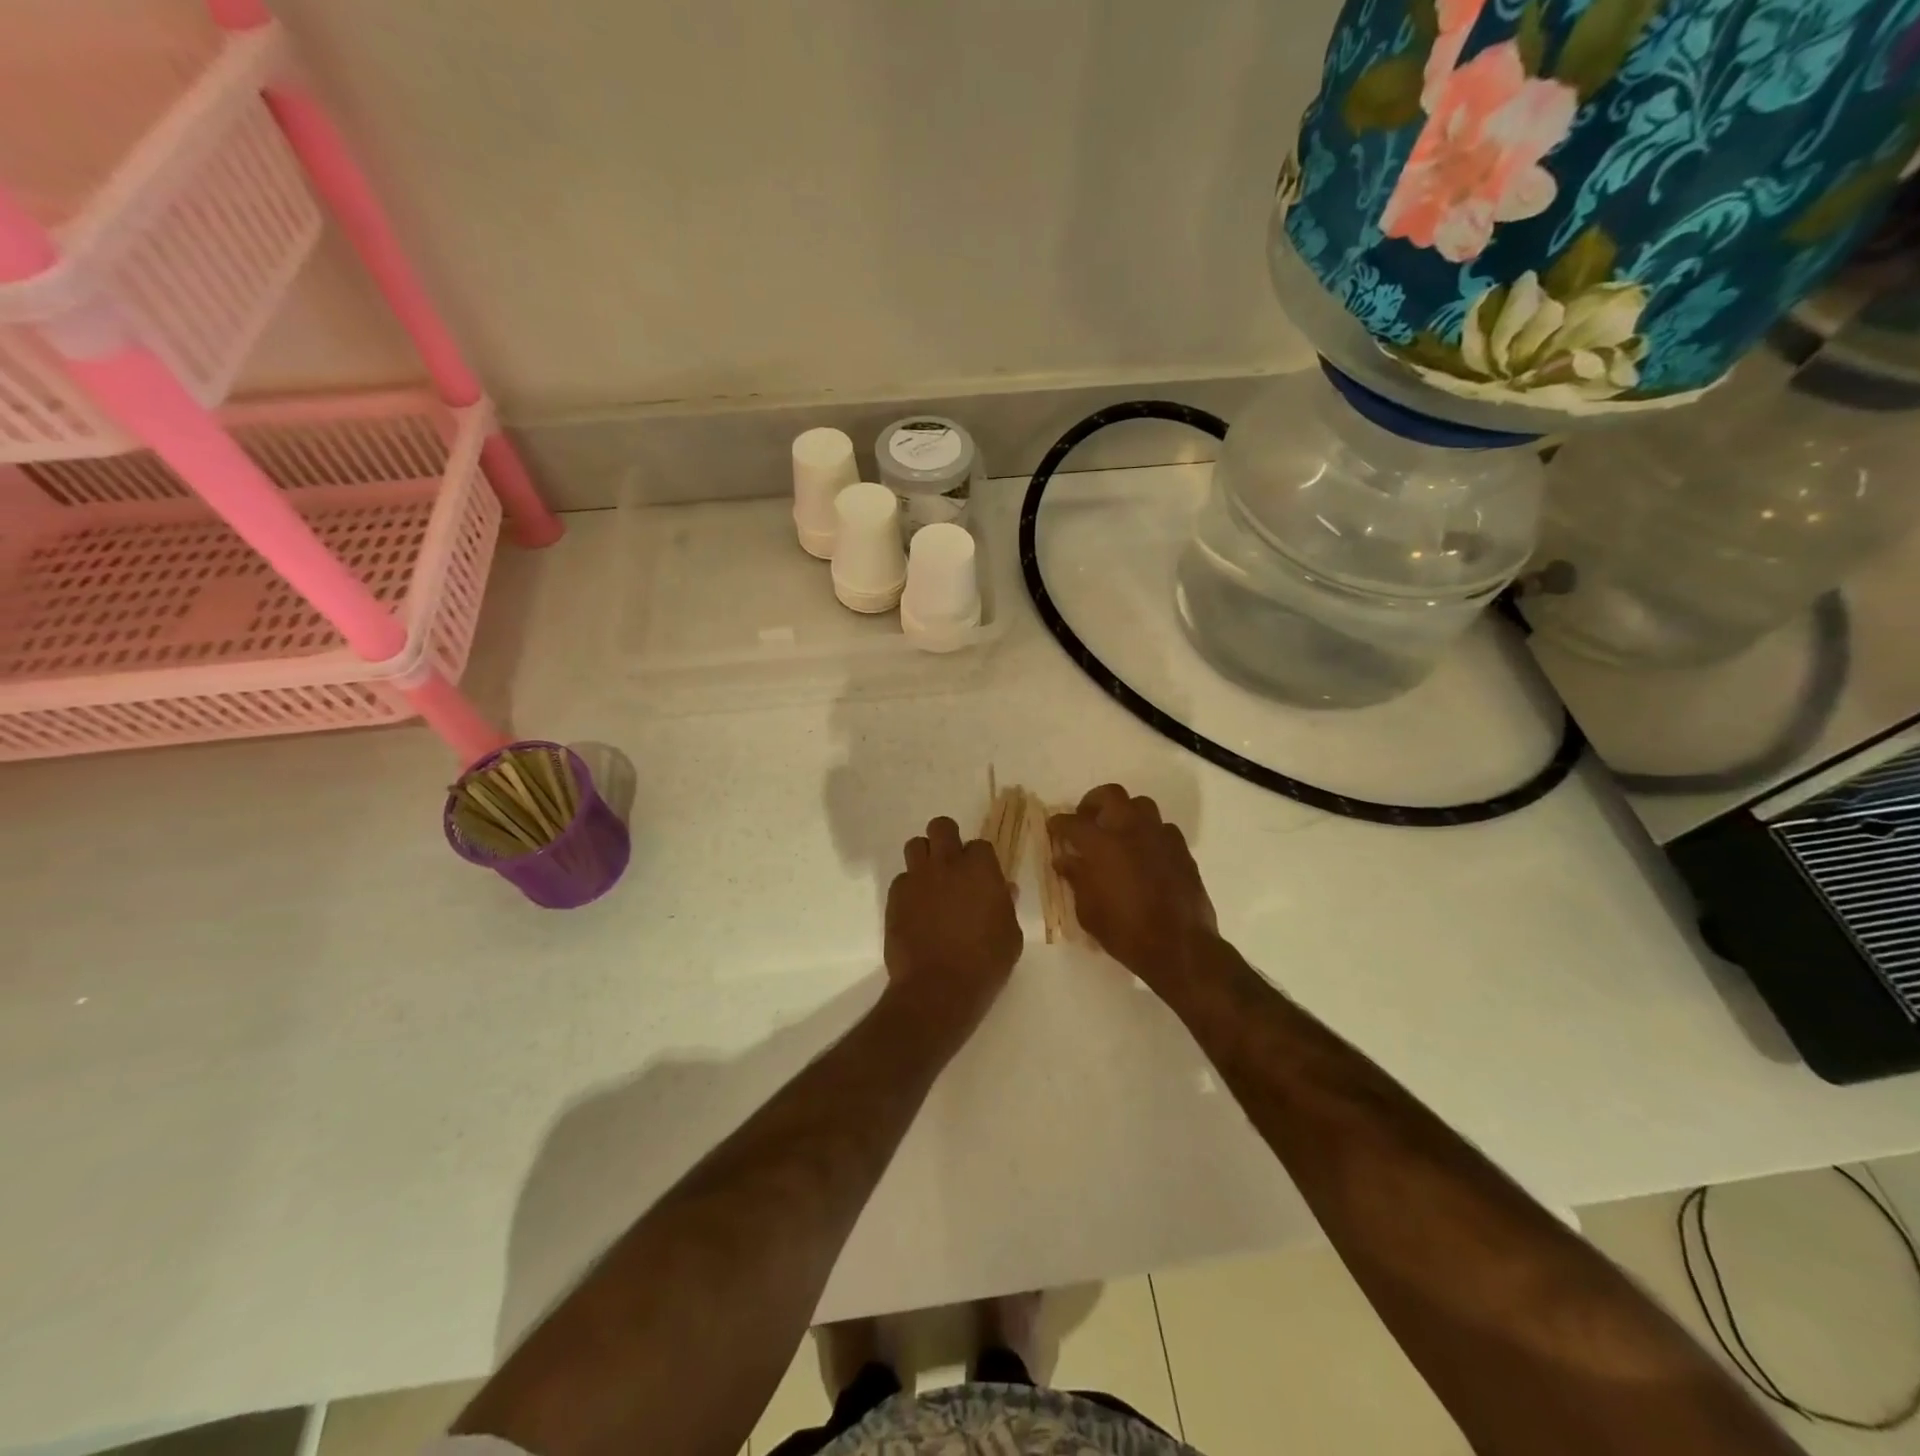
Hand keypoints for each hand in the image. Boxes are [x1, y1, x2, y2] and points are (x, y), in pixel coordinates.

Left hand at [884, 816, 1021, 1034]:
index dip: (980, 860)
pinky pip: (901, 880)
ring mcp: (917, 878)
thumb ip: (1005, 905)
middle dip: (946, 839)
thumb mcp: (1010, 935)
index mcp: (980, 869)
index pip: (980, 845)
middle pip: (941, 827)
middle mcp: (947, 864)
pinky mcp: (895, 897)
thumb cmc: (985, 963)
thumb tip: (1004, 889)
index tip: (981, 878)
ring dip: (924, 858)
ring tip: (931, 882)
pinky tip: (916, 910)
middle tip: (952, 864)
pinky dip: (909, 889)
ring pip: (915, 846)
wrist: (938, 988)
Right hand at [1049, 784, 1217, 991]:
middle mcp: (1130, 830)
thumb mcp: (1088, 910)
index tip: (1054, 827)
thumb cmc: (1125, 931)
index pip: (1072, 822)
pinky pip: (1163, 828)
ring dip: (1125, 813)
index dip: (1059, 823)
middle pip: (1110, 795)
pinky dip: (1149, 833)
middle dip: (1094, 802)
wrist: (1179, 947)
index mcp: (1101, 844)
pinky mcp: (1181, 849)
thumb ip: (1076, 878)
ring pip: (1141, 805)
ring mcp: (1159, 836)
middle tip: (1086, 819)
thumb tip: (1065, 859)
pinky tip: (1144, 852)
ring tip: (1117, 832)